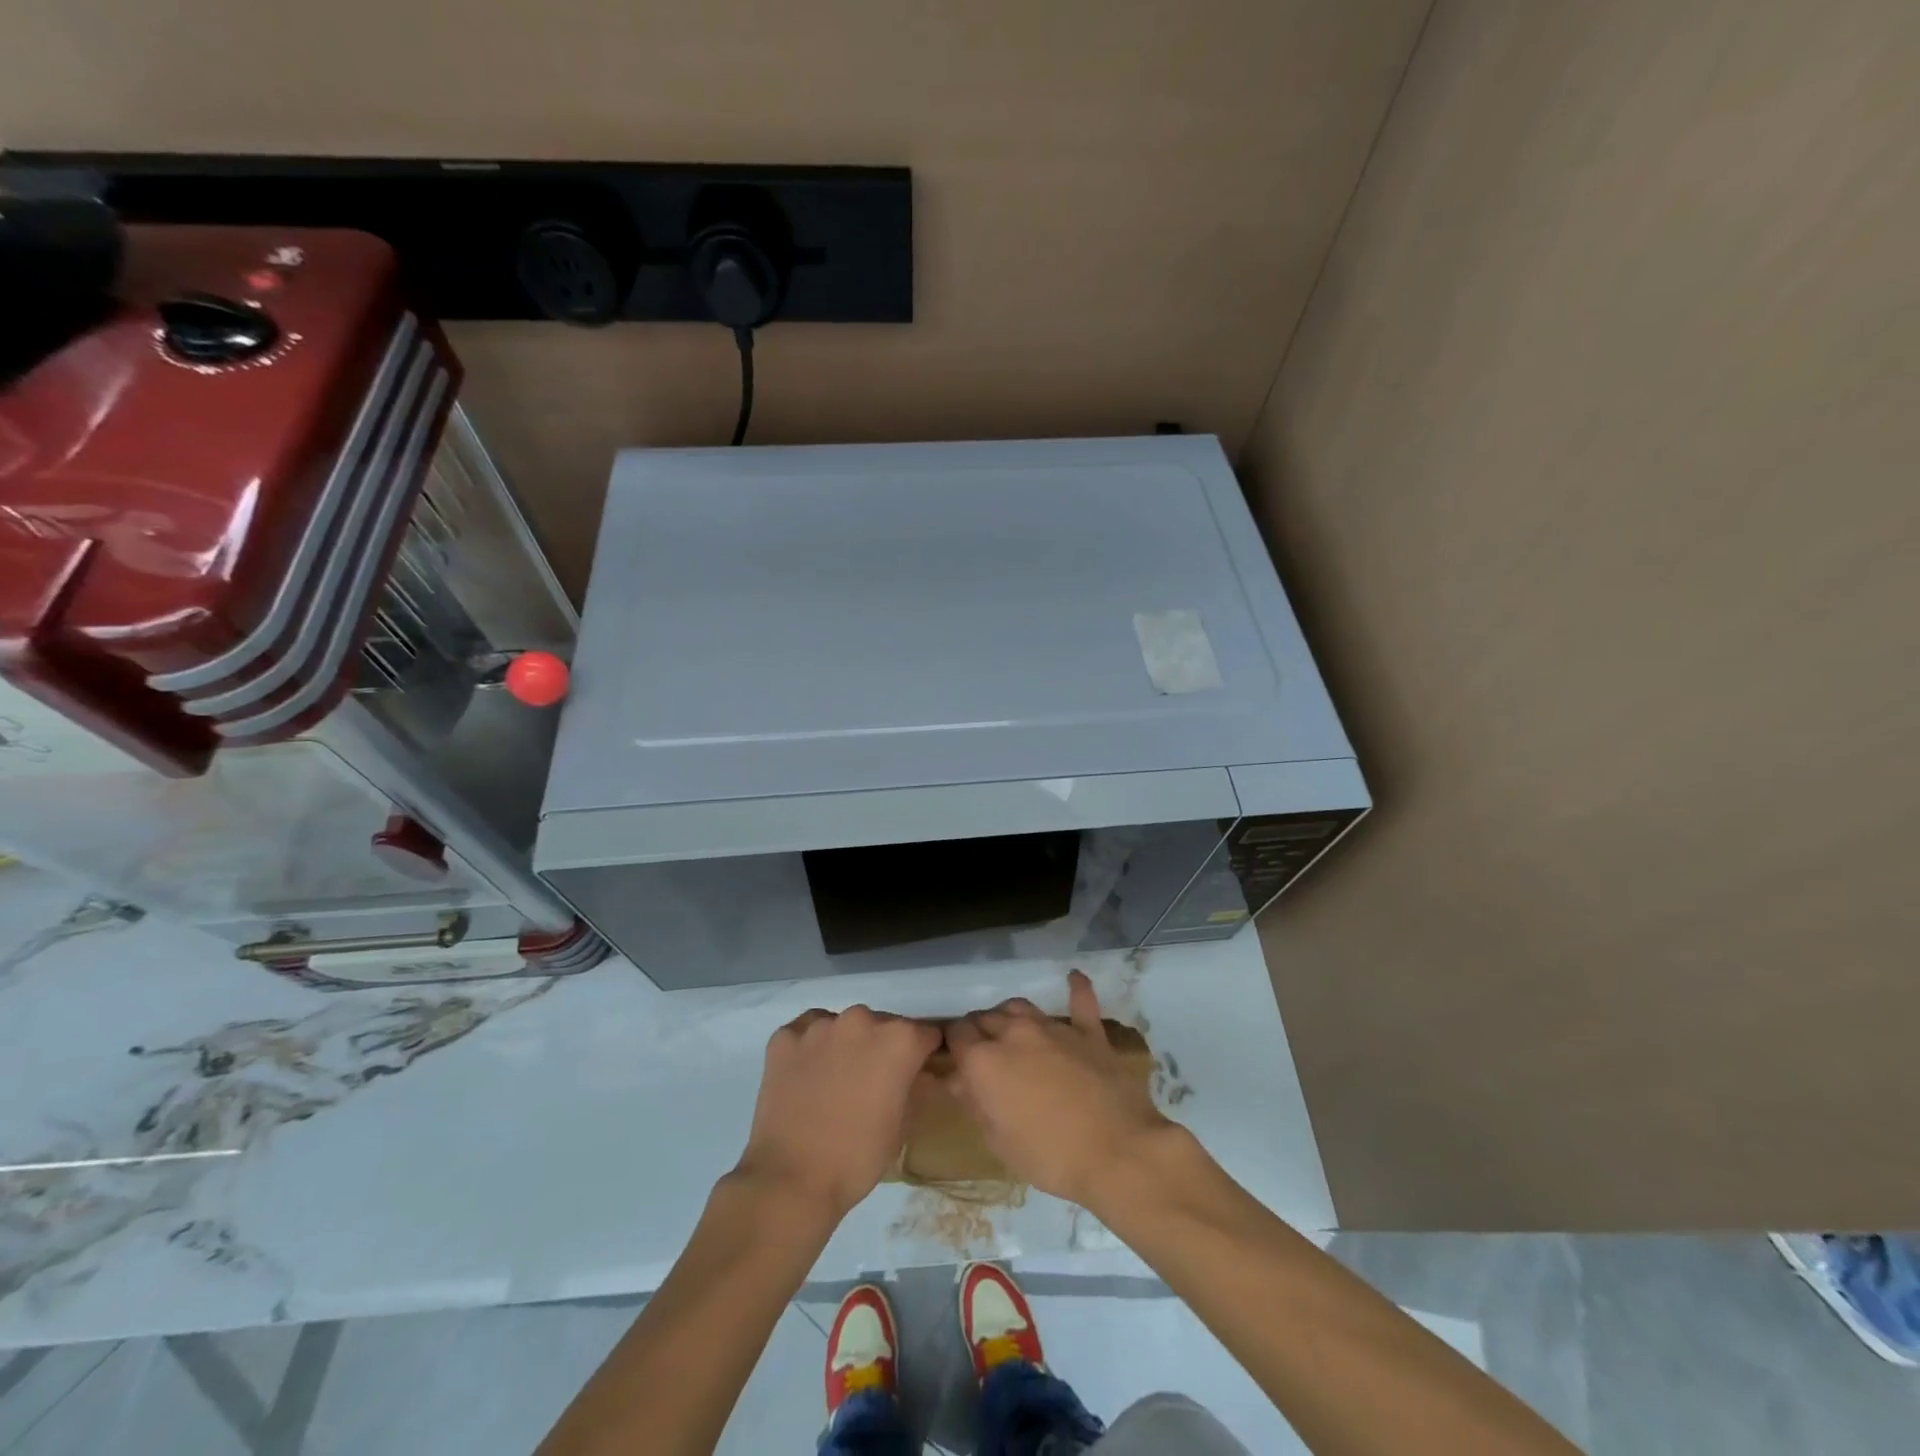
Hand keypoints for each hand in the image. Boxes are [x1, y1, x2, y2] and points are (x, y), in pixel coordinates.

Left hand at [733, 1006, 940, 1220]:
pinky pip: (805, 1032)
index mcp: (899, 1040)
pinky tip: (805, 1076)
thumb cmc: (858, 1158)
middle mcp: (861, 1020)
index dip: (921, 1055)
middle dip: (881, 1048)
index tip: (914, 1073)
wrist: (791, 1180)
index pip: (924, 1035)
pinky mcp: (785, 1037)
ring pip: (843, 1026)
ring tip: (834, 1081)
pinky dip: (810, 1048)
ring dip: (845, 1045)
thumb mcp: (903, 1125)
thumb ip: (913, 1086)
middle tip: (870, 1083)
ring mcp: (820, 1025)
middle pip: (881, 1026)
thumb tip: (912, 1076)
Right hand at [944, 970, 1174, 1207]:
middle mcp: (1015, 1033)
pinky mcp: (1089, 1032)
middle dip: (979, 1032)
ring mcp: (1054, 1028)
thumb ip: (976, 1103)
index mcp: (985, 1061)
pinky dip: (1076, 988)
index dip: (954, 1046)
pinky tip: (1073, 977)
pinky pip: (1081, 1001)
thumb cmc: (1050, 1157)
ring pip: (1021, 1006)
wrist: (1117, 1152)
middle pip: (986, 1017)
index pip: (957, 1035)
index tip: (957, 1060)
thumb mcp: (998, 1142)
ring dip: (1010, 1016)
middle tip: (984, 1055)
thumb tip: (961, 1081)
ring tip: (1012, 1031)